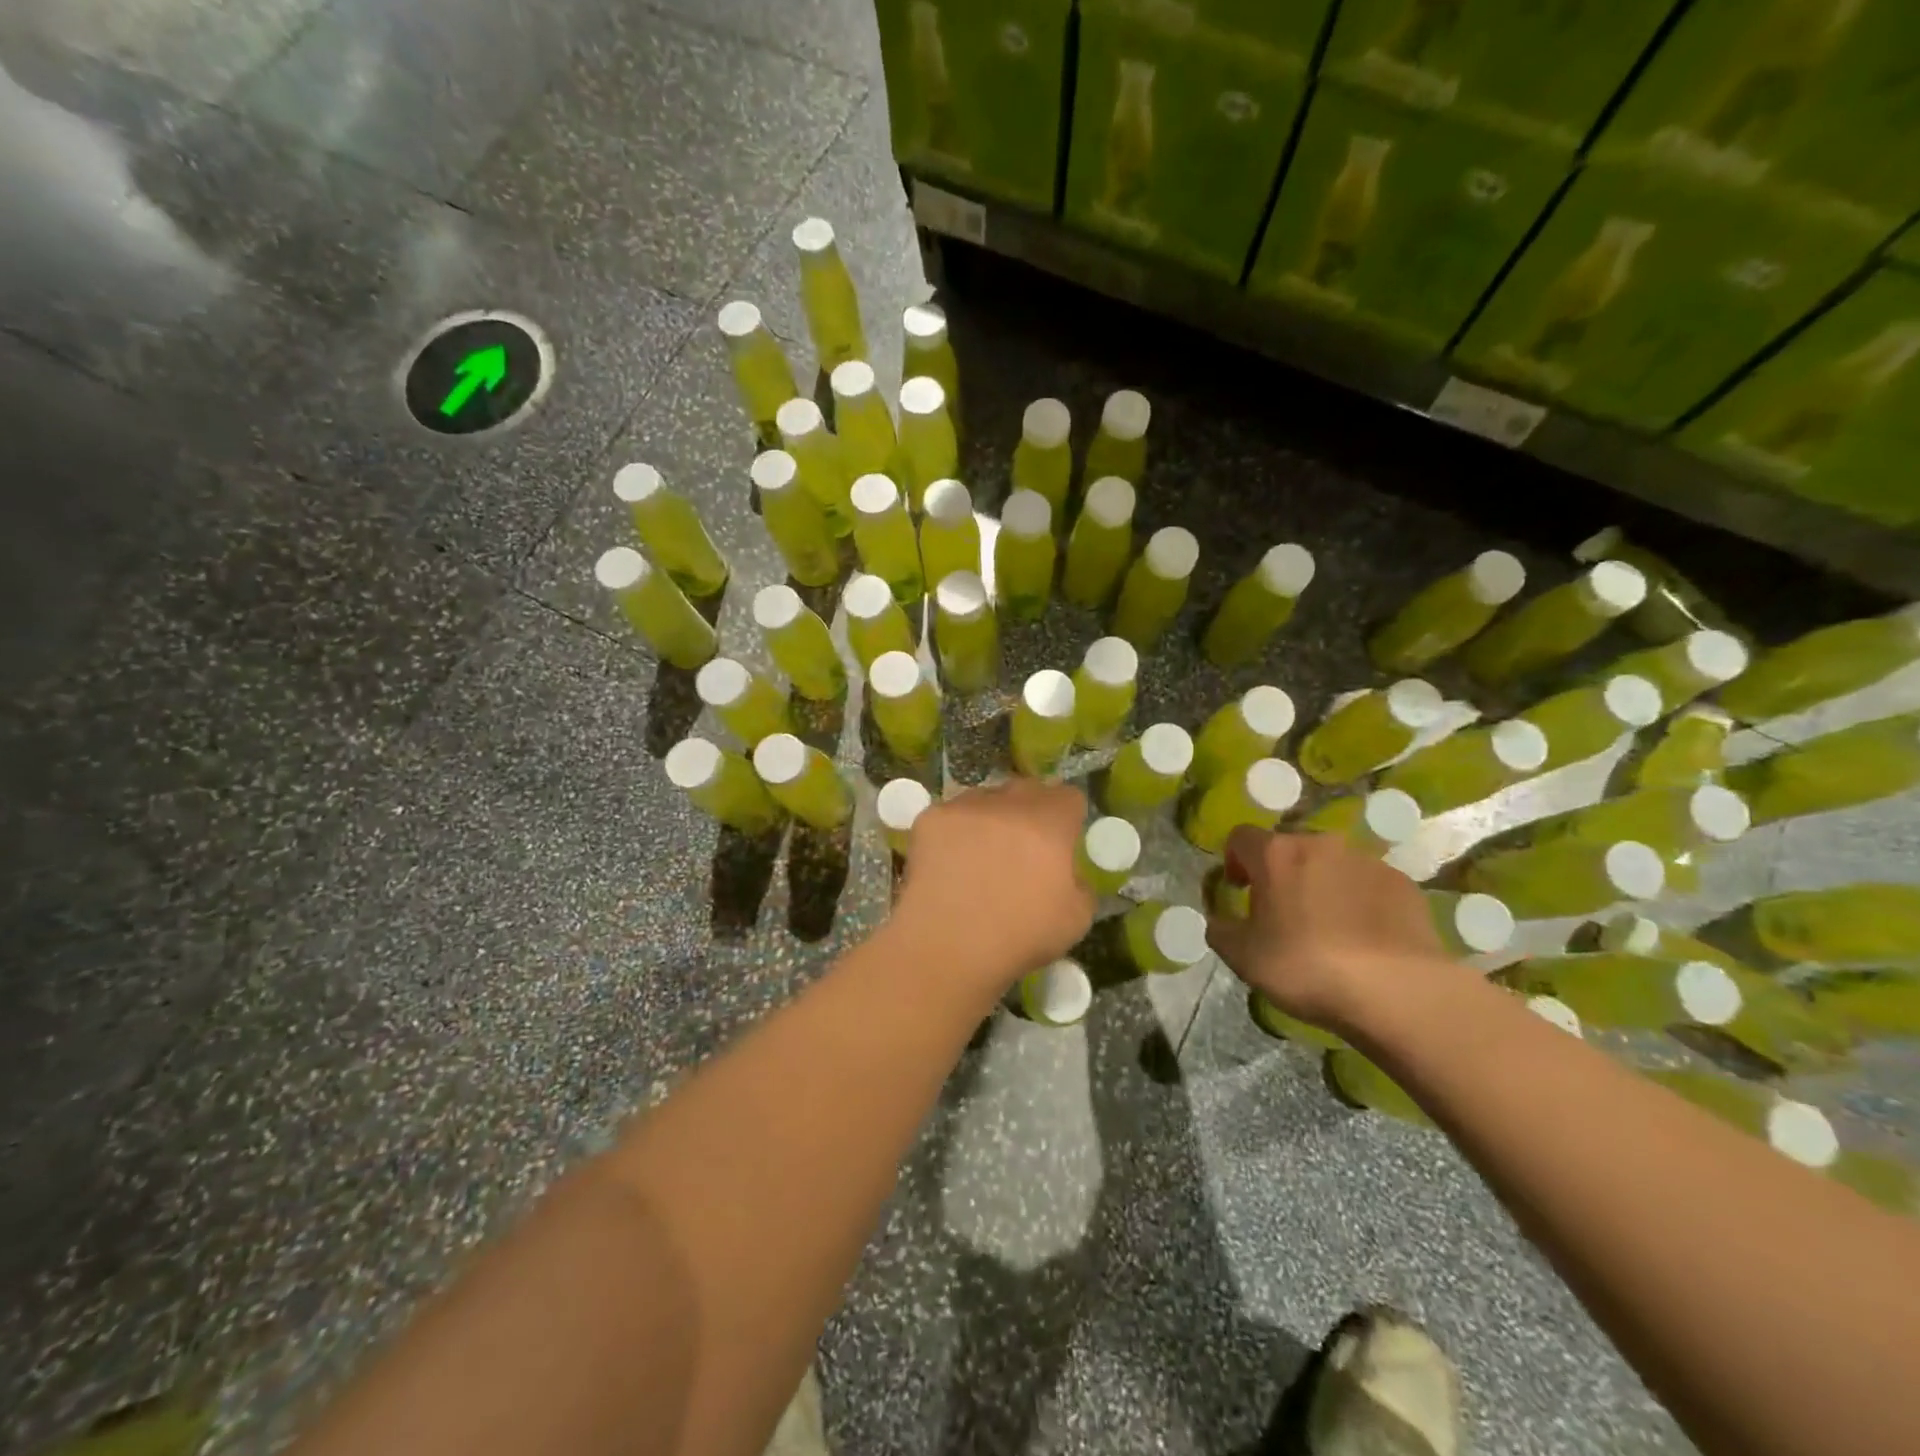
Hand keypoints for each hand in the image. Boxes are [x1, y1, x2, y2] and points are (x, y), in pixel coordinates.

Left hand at [893, 780, 1094, 993]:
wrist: (948, 945)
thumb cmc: (1019, 936)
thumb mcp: (1077, 920)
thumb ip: (1080, 883)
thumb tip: (1068, 872)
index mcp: (1050, 823)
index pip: (1068, 796)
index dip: (1067, 817)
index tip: (1061, 840)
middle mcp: (1008, 803)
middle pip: (1026, 790)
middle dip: (1029, 811)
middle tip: (1022, 847)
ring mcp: (966, 806)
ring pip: (985, 798)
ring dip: (990, 817)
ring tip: (980, 854)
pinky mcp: (930, 817)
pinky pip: (950, 815)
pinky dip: (954, 832)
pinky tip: (949, 863)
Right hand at [1207, 828, 1450, 1037]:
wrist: (1397, 991)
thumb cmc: (1306, 966)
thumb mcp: (1243, 957)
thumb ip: (1221, 930)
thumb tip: (1219, 921)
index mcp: (1276, 854)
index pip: (1241, 837)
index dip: (1234, 860)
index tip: (1239, 890)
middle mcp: (1321, 844)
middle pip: (1289, 848)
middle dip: (1280, 873)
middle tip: (1281, 914)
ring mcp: (1367, 861)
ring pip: (1331, 865)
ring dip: (1321, 885)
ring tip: (1326, 929)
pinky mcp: (1403, 884)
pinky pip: (1368, 885)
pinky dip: (1359, 902)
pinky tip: (1363, 938)